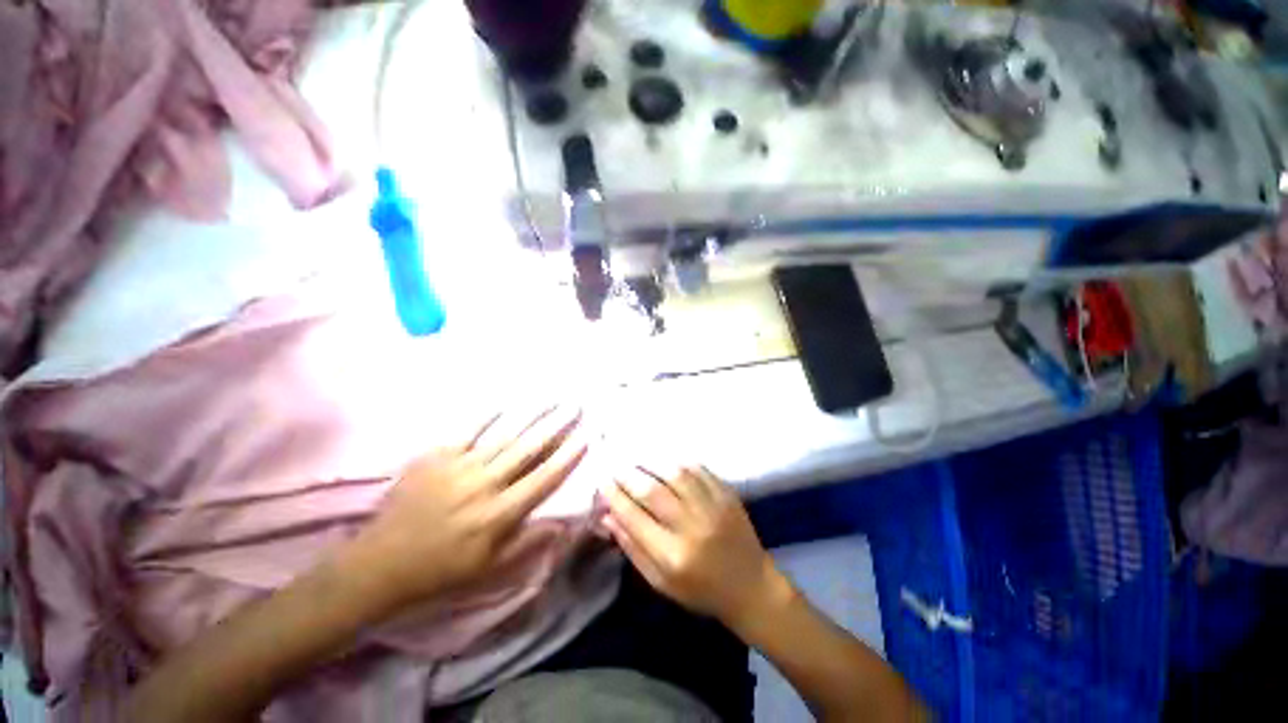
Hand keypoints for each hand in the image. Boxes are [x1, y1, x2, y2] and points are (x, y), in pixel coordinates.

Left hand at [349, 405, 587, 611]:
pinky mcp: (436, 458)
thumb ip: (528, 542)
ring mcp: (459, 467)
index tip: (584, 437)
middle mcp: (485, 485)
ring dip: (530, 415)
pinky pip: (467, 432)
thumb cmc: (442, 569)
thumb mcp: (490, 568)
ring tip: (549, 398)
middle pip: (528, 449)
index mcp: (499, 513)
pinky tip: (504, 404)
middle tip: (574, 406)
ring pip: (504, 435)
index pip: (543, 479)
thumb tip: (563, 523)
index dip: (566, 457)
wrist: (381, 563)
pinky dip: (487, 417)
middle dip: (555, 425)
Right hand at [603, 466, 779, 626]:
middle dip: (629, 475)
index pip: (635, 517)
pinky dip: (678, 462)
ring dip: (651, 463)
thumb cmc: (701, 591)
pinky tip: (666, 462)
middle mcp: (693, 527)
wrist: (751, 587)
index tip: (602, 483)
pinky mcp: (727, 494)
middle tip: (616, 468)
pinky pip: (698, 469)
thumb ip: (633, 549)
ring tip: (637, 461)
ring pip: (675, 474)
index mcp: (673, 556)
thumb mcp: (661, 582)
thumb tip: (608, 517)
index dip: (615, 497)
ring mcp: (713, 507)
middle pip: (653, 491)